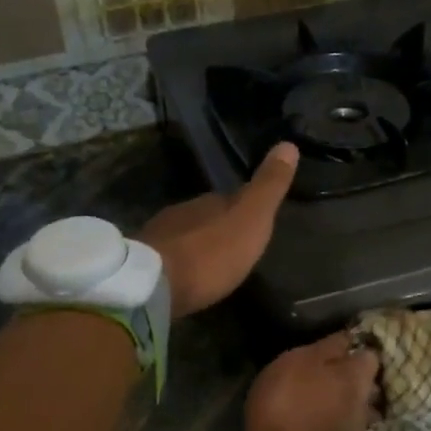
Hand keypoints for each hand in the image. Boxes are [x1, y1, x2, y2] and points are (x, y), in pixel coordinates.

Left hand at [139, 143, 297, 318]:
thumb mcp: (251, 218)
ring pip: (184, 236)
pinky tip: (187, 278)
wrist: (153, 285)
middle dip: (218, 228)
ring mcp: (158, 238)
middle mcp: (181, 213)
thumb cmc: (210, 253)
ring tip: (212, 265)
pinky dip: (180, 265)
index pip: (229, 198)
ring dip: (198, 247)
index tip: (254, 220)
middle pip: (205, 216)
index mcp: (209, 201)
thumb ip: (268, 186)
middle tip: (235, 246)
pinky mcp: (142, 266)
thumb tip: (288, 144)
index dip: (243, 207)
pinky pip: (168, 259)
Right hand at [243, 332, 380, 430]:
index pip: (370, 356)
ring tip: (326, 407)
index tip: (346, 349)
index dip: (359, 351)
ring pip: (358, 414)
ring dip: (345, 410)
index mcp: (357, 376)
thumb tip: (349, 338)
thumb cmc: (290, 404)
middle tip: (333, 377)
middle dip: (354, 382)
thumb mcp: (299, 362)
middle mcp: (365, 404)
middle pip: (368, 387)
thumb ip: (326, 349)